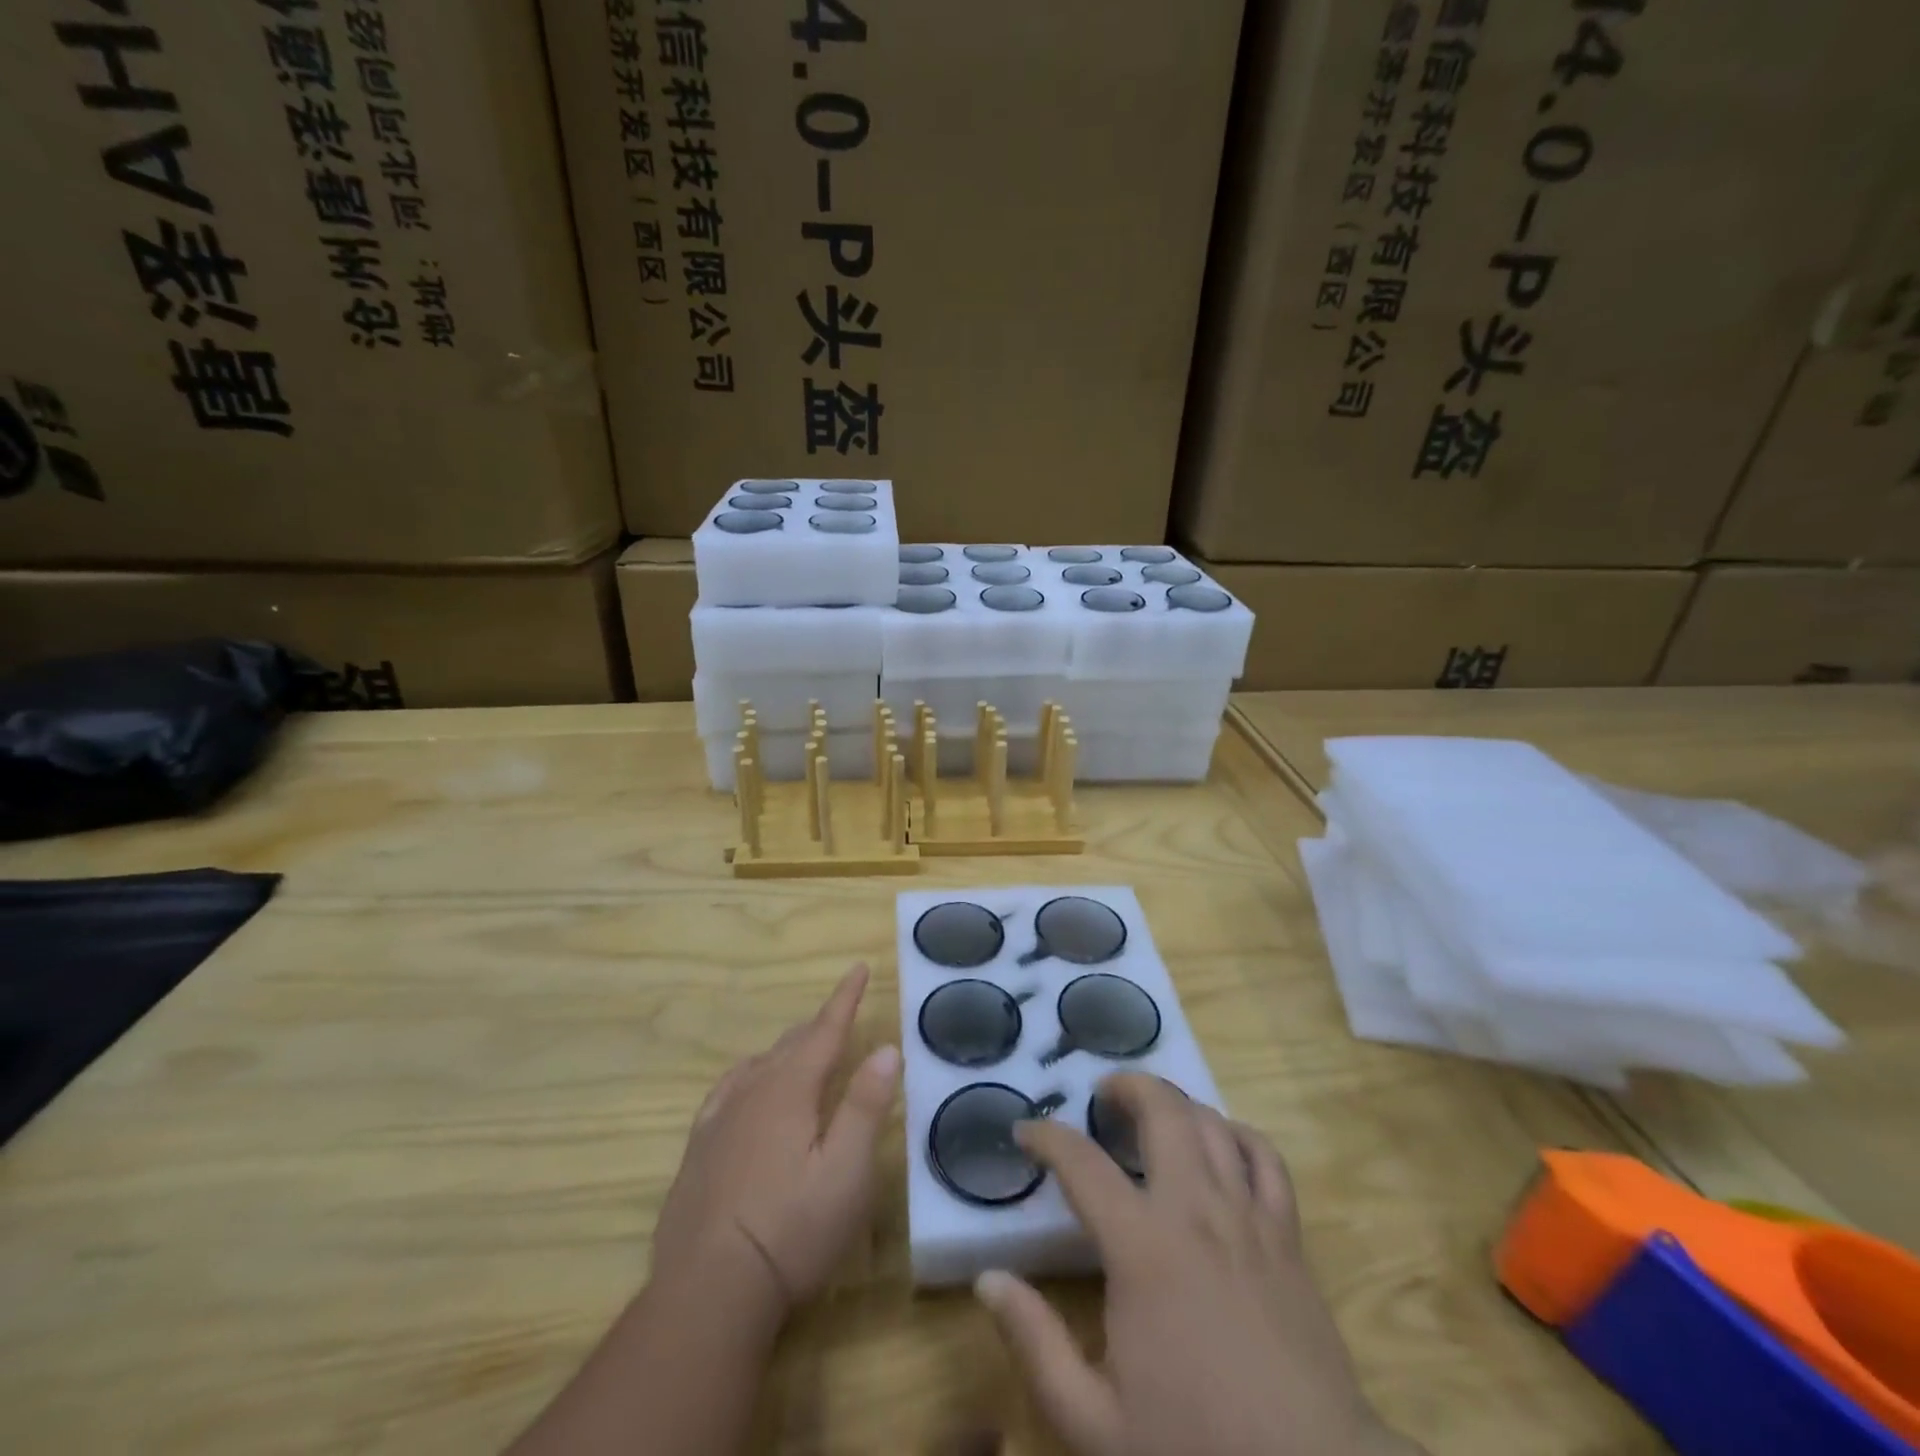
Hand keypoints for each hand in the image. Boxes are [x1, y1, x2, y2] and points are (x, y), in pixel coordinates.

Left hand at [650, 964, 901, 1317]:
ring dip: (785, 1049)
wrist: (707, 1292)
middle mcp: (751, 1093)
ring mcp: (718, 1121)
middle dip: (818, 1025)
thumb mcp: (846, 1172)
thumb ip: (865, 1105)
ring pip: (757, 1065)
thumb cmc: (791, 1231)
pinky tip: (746, 1089)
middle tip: (840, 1014)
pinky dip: (748, 1075)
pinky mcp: (697, 1151)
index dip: (845, 998)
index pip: (824, 1030)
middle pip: (791, 1044)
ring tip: (801, 1048)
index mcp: (790, 1090)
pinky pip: (727, 1091)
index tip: (858, 967)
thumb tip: (886, 1047)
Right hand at [974, 1074, 1414, 1455]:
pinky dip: (1238, 1134)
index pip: (1081, 1163)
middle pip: (1162, 1110)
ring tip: (1152, 1113)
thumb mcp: (1093, 1421)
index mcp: (1142, 1247)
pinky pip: (1266, 1158)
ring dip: (1176, 1103)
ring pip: (1211, 1123)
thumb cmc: (1195, 1449)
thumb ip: (1035, 1343)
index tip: (1024, 1130)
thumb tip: (988, 1279)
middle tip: (1101, 1097)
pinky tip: (1221, 1143)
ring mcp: (1247, 1218)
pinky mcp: (1288, 1238)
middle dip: (1126, 1086)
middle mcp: (1195, 1210)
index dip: (1046, 1137)